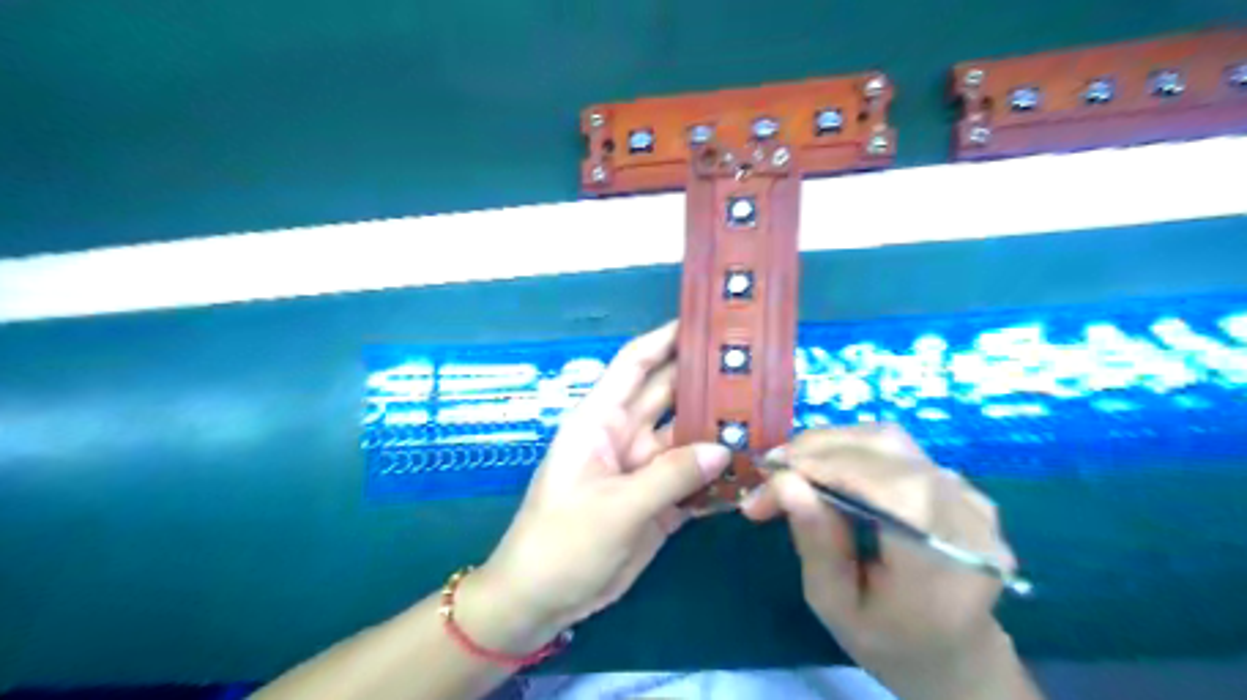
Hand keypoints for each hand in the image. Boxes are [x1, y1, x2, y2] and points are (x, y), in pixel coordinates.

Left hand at [478, 326, 732, 636]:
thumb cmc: (563, 541)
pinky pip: (693, 480)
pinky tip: (754, 470)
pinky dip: (719, 477)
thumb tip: (724, 448)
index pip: (635, 364)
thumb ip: (670, 475)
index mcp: (601, 420)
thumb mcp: (615, 507)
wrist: (542, 601)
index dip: (666, 339)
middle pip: (670, 396)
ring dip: (721, 430)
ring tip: (768, 417)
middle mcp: (626, 435)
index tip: (707, 322)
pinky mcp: (658, 501)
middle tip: (755, 366)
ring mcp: (644, 468)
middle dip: (707, 380)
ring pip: (689, 438)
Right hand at [738, 424, 1034, 697]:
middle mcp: (965, 516)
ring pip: (889, 440)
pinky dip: (852, 450)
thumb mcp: (836, 606)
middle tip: (770, 468)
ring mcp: (968, 495)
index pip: (882, 484)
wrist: (955, 653)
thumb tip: (785, 481)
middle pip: (884, 449)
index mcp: (941, 559)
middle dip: (817, 450)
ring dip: (831, 444)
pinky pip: (897, 450)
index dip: (820, 466)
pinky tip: (825, 468)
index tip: (765, 476)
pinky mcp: (958, 485)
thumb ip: (815, 543)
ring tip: (792, 465)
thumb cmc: (889, 640)